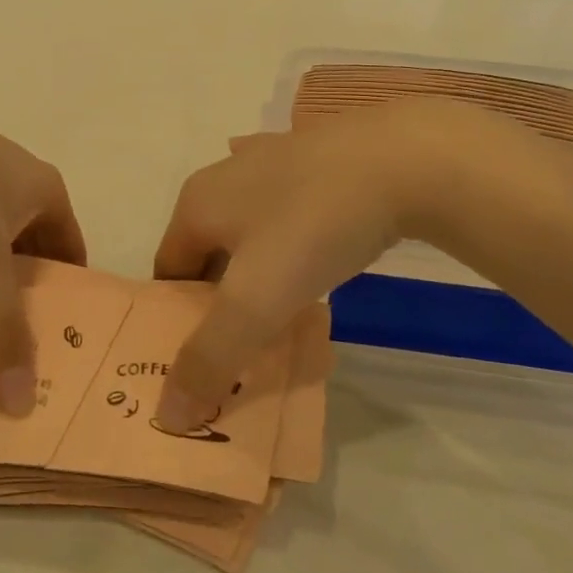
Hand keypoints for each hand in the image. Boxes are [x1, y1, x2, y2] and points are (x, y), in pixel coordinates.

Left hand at [0, 79, 85, 415]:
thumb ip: (0, 327)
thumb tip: (19, 404)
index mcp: (47, 189)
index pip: (74, 254)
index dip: (71, 298)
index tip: (62, 343)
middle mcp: (21, 181)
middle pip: (39, 251)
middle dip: (32, 297)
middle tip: (24, 348)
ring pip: (1, 243)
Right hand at [151, 100, 572, 430]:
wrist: (405, 159)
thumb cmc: (313, 226)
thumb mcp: (255, 302)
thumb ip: (209, 359)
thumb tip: (167, 415)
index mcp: (196, 204)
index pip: (167, 272)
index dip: (178, 319)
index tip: (206, 357)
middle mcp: (225, 176)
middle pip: (207, 251)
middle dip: (221, 297)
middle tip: (249, 342)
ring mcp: (272, 160)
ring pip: (250, 231)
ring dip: (259, 270)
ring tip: (289, 309)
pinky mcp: (316, 158)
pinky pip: (289, 211)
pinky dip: (293, 242)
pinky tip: (321, 257)